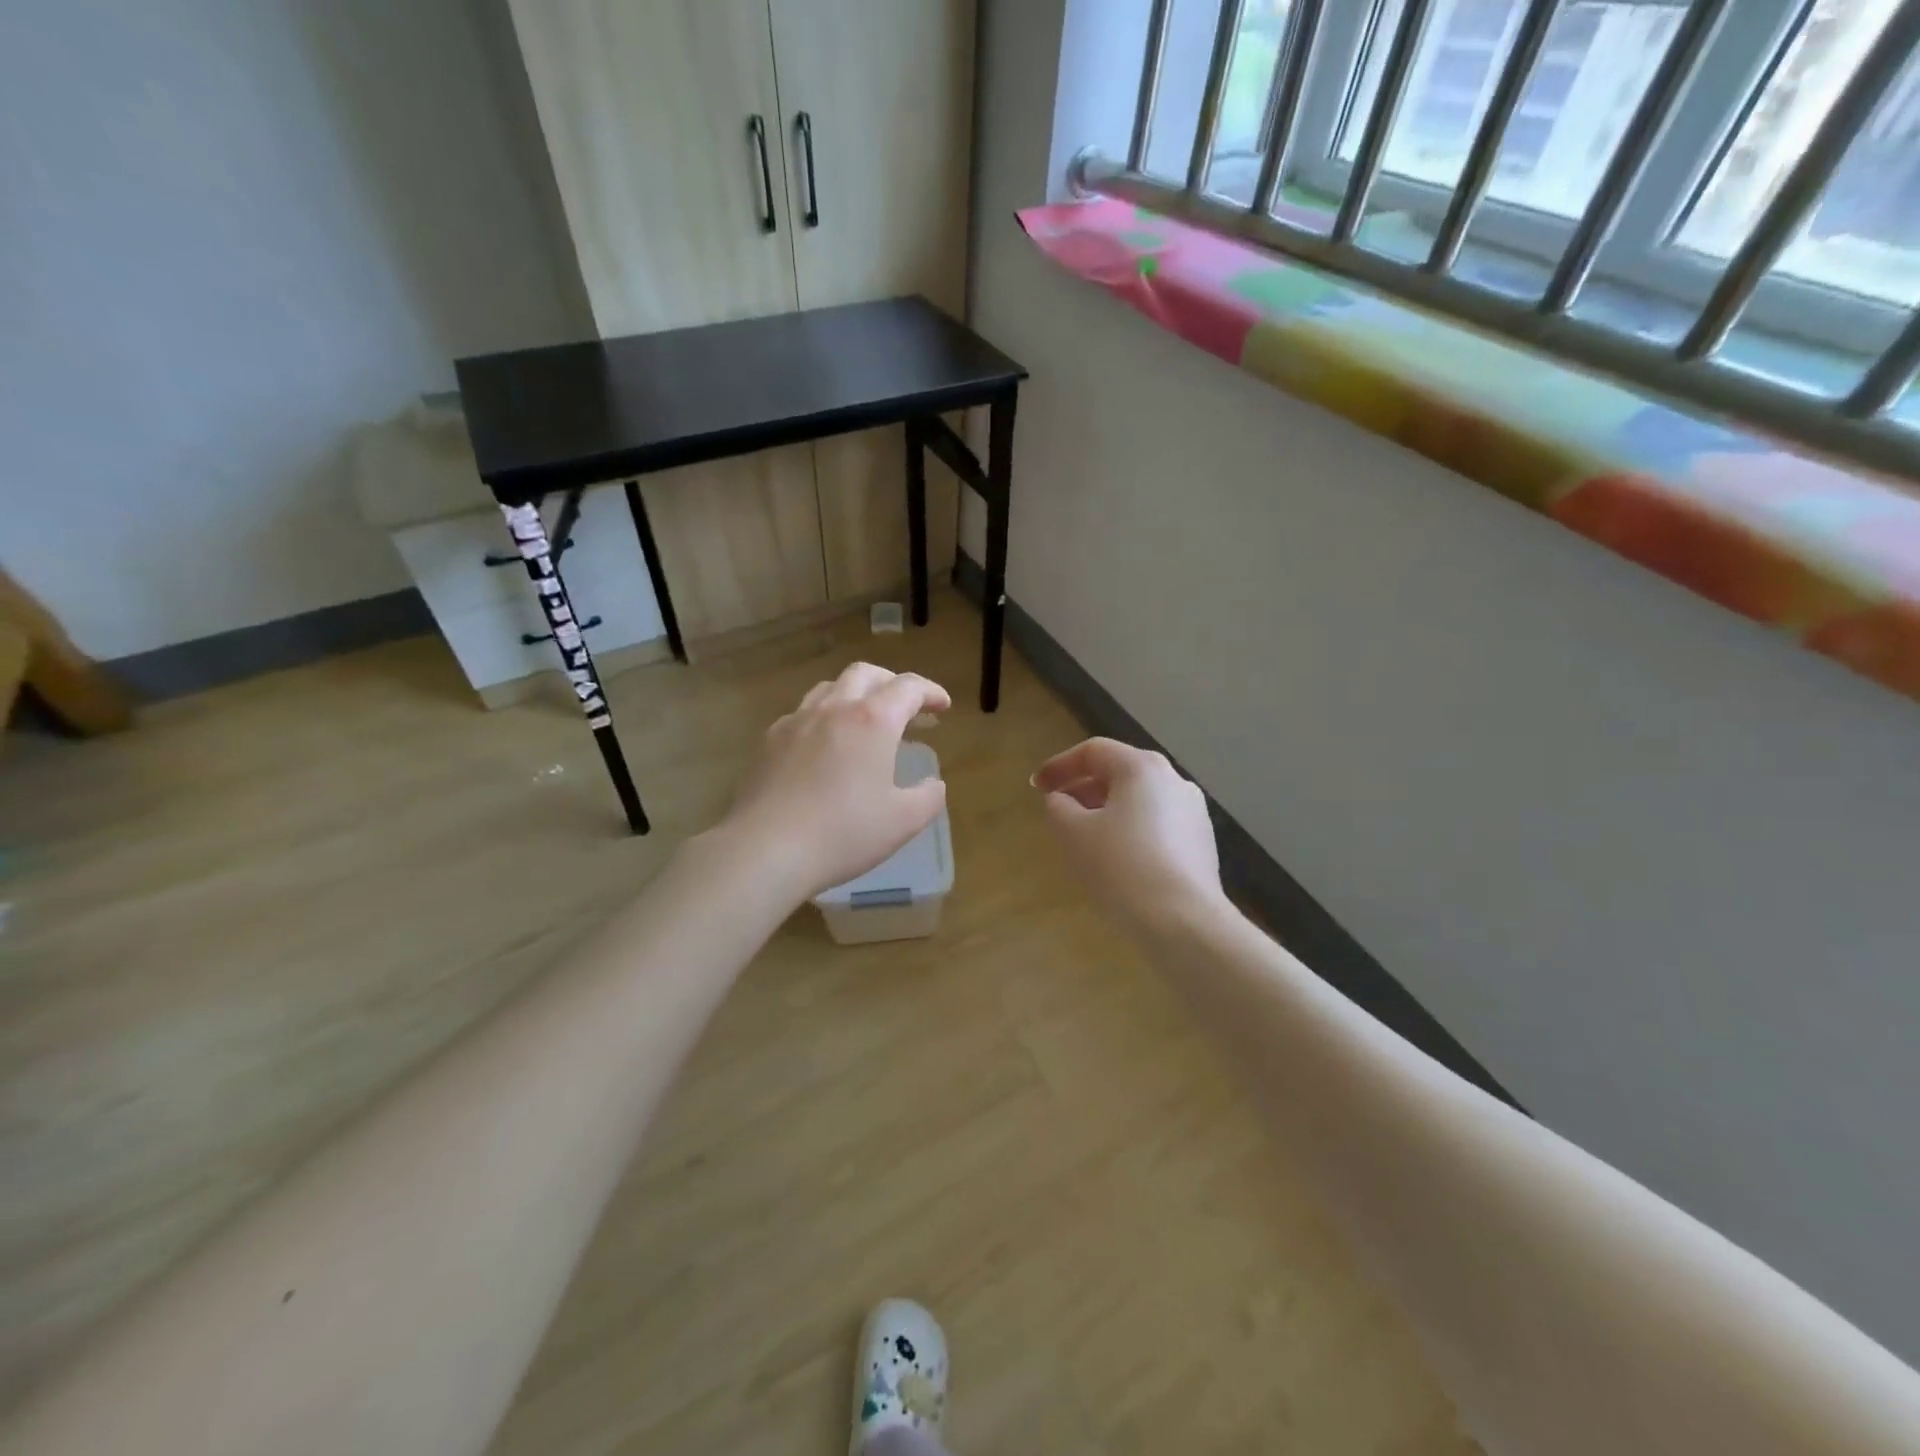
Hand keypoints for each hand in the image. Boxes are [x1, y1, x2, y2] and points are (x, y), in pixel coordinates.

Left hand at [718, 662, 950, 904]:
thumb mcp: (902, 822)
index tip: (942, 707)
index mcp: (872, 720)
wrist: (766, 849)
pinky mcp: (769, 740)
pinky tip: (825, 746)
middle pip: (866, 674)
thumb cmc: (843, 833)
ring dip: (856, 695)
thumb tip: (934, 784)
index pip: (908, 687)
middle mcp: (834, 708)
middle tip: (907, 708)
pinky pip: (803, 713)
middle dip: (892, 683)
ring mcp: (796, 721)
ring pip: (830, 688)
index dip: (930, 692)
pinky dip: (824, 717)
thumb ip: (928, 797)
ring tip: (866, 721)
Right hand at [1033, 738, 1226, 932]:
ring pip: (1140, 800)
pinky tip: (1117, 858)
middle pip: (1120, 772)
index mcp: (1142, 767)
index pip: (1093, 751)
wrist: (1182, 920)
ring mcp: (1193, 811)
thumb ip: (1059, 807)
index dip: (1060, 766)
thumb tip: (1061, 800)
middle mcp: (1173, 780)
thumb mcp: (1074, 833)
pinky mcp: (1201, 842)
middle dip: (1083, 787)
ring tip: (1084, 835)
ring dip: (1107, 809)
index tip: (1037, 787)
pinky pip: (1157, 824)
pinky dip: (1131, 829)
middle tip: (1058, 809)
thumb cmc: (1121, 866)